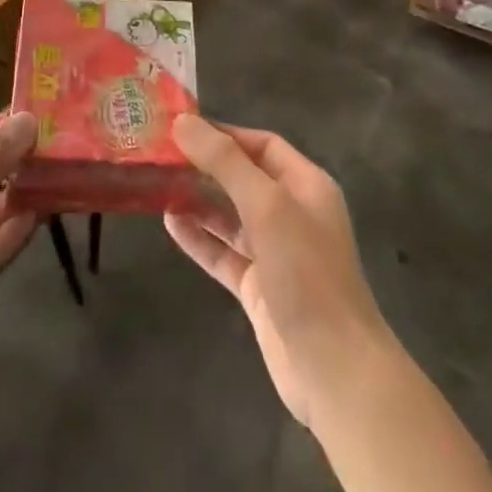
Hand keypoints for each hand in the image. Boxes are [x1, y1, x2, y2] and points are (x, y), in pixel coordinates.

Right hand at [166, 117, 389, 430]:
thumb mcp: (266, 205)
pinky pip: (223, 253)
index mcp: (306, 186)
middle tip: (160, 155)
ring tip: (158, 184)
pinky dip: (199, 237)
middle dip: (205, 166)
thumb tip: (183, 122)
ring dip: (198, 200)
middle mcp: (293, 213)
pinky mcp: (259, 288)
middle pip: (244, 178)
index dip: (224, 134)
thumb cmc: (306, 272)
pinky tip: (169, 223)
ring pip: (230, 216)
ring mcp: (276, 253)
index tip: (181, 128)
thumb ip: (224, 162)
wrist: (334, 369)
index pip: (262, 145)